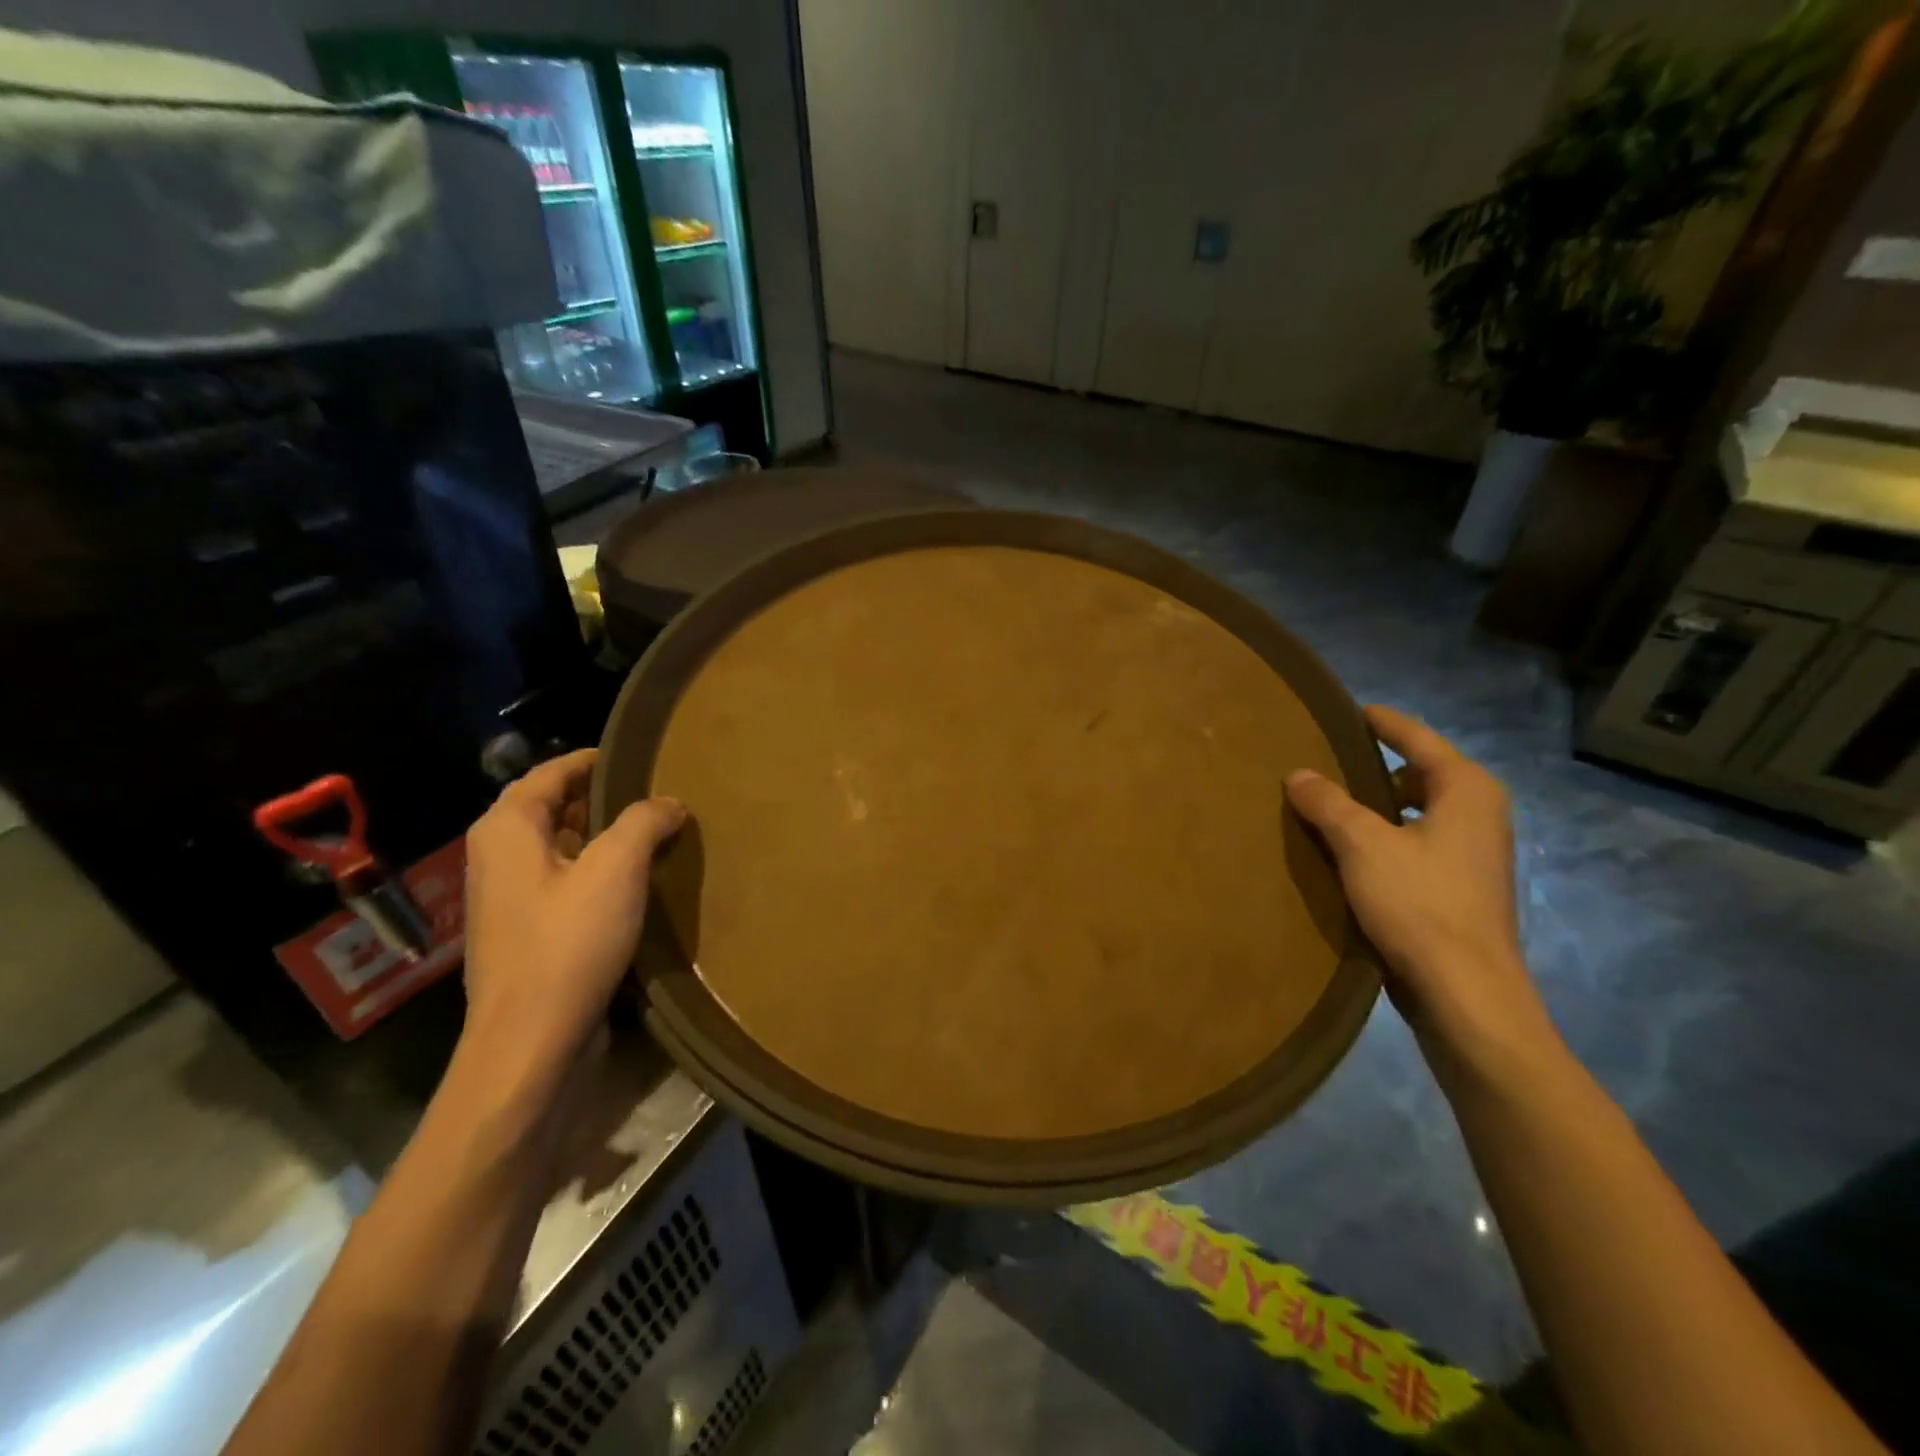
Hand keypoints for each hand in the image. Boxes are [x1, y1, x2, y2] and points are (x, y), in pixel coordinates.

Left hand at [462, 749, 684, 1074]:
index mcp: (508, 828)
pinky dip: (598, 869)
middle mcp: (498, 854)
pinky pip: (565, 880)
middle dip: (606, 797)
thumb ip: (644, 821)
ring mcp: (509, 896)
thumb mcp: (616, 868)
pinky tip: (637, 880)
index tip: (642, 755)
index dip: (597, 760)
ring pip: (563, 845)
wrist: (530, 1041)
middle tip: (659, 793)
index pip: (553, 771)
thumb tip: (669, 803)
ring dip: (606, 835)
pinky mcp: (526, 930)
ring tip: (657, 831)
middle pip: (555, 806)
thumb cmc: (568, 942)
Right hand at [1285, 706, 1556, 1083]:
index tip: (1352, 711)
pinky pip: (1417, 841)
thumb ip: (1328, 803)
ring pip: (1418, 811)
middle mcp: (1479, 814)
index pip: (1419, 740)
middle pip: (1422, 773)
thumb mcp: (1363, 845)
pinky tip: (1349, 850)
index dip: (1384, 723)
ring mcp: (1474, 854)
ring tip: (1330, 803)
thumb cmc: (1420, 905)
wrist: (1465, 993)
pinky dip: (1386, 835)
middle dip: (1378, 765)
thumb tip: (1298, 774)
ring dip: (1378, 805)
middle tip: (1329, 758)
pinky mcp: (1461, 887)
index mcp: (1467, 791)